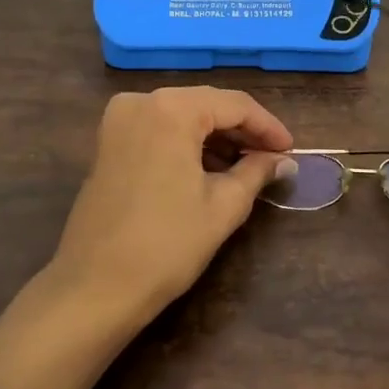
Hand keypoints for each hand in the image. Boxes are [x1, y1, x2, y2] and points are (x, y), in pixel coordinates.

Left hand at [49, 87, 295, 324]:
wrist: (97, 287)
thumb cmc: (167, 244)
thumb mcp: (224, 206)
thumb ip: (257, 172)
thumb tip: (283, 161)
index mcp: (171, 109)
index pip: (234, 104)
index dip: (268, 126)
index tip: (291, 150)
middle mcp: (141, 101)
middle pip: (206, 105)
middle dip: (242, 130)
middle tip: (273, 158)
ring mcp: (118, 121)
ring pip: (181, 117)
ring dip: (215, 137)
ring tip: (247, 167)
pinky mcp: (107, 143)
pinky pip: (158, 130)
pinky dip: (186, 144)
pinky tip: (210, 169)